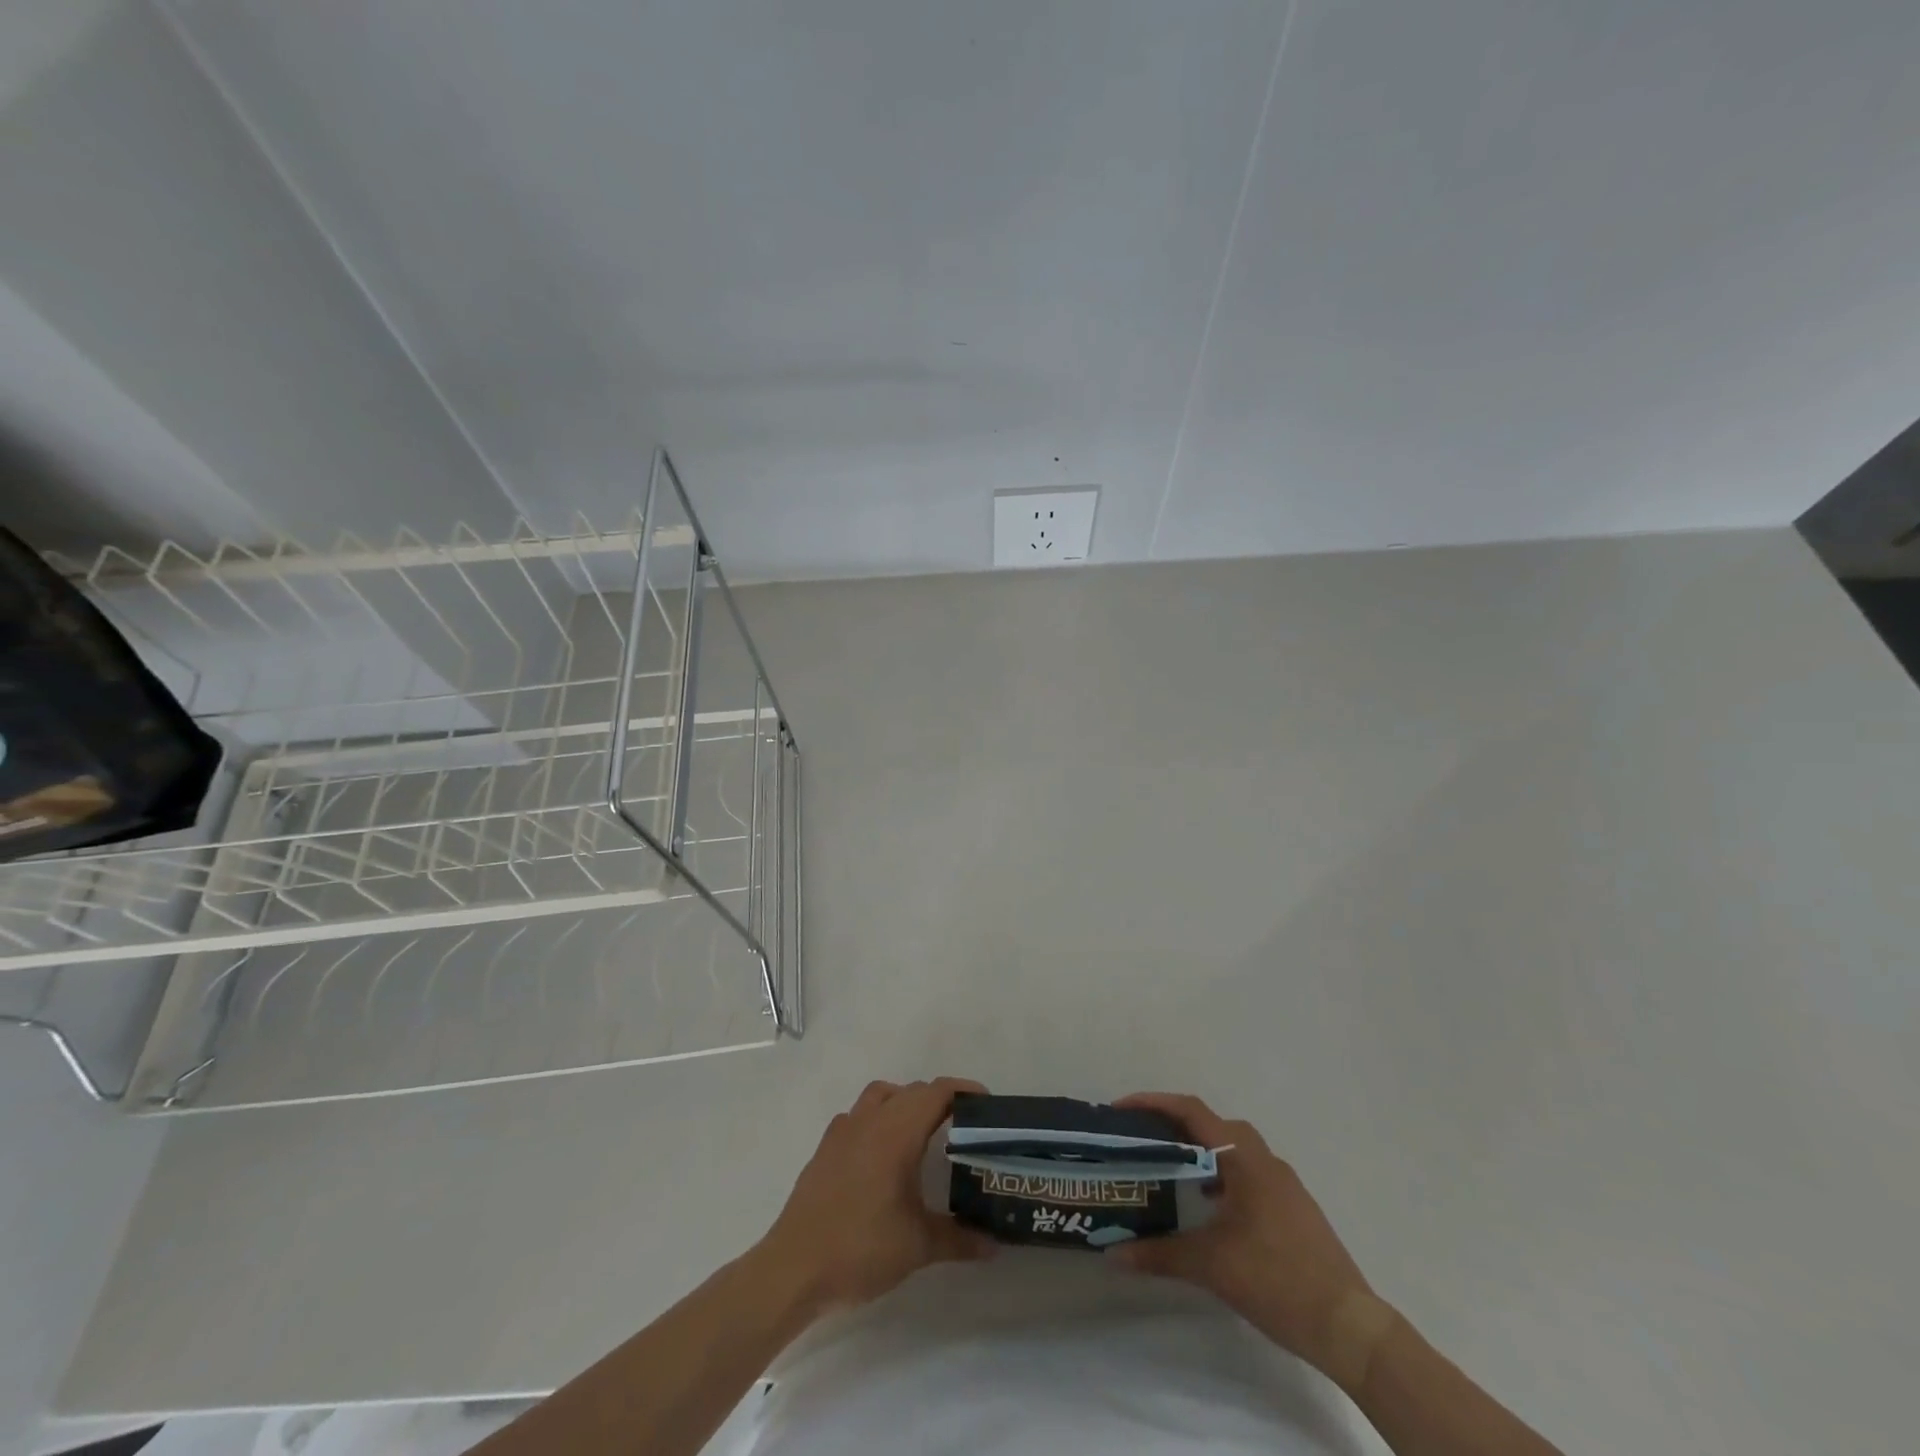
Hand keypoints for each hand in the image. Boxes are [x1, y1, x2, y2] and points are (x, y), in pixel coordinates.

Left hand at [758, 1077, 994, 1315]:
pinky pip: (857, 1116)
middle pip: (912, 1091)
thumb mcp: (918, 1246)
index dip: (963, 1091)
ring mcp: (843, 1131)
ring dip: (905, 1102)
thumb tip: (994, 1245)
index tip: (986, 1104)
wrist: (795, 1268)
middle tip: (962, 1126)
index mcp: (897, 1132)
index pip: (936, 1093)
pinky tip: (881, 1153)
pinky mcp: (825, 1148)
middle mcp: (871, 1120)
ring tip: (921, 1132)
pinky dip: (876, 1119)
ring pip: (881, 1095)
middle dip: (939, 1100)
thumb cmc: (861, 1249)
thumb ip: (959, 1239)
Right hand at [1106, 1092, 1380, 1380]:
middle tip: (1141, 1140)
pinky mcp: (1293, 1206)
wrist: (1349, 1326)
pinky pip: (1248, 1172)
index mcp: (1244, 1157)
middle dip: (1174, 1125)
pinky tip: (1208, 1206)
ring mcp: (1284, 1182)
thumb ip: (1160, 1254)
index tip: (1121, 1110)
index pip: (1192, 1111)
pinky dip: (1221, 1174)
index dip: (1153, 1103)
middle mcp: (1264, 1159)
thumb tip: (1113, 1254)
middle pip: (1211, 1124)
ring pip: (1232, 1148)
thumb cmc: (1276, 1279)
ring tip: (1168, 1171)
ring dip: (1199, 1151)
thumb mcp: (1211, 1266)